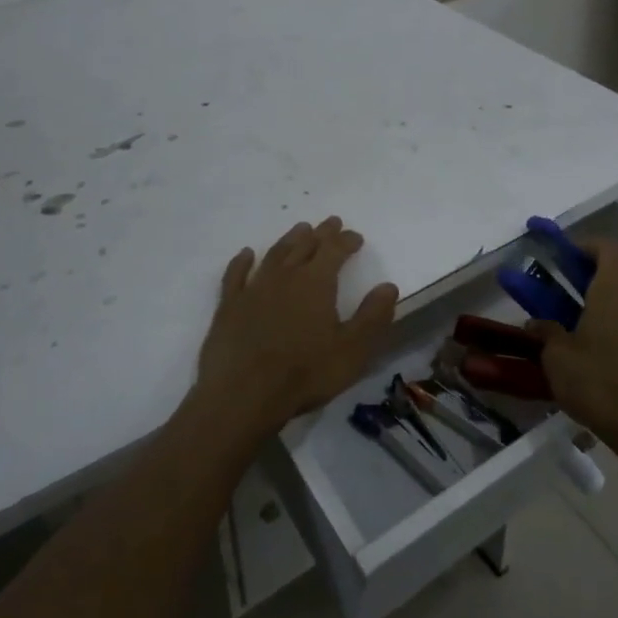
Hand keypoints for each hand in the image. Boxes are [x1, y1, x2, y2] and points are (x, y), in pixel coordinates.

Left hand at [193, 217, 399, 437]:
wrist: (243, 395)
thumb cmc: (304, 374)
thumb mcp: (352, 350)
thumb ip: (372, 316)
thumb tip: (388, 286)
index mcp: (316, 283)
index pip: (335, 250)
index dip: (346, 241)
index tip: (356, 237)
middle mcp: (285, 276)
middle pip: (305, 245)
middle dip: (321, 233)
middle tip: (330, 223)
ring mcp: (254, 288)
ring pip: (275, 254)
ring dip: (289, 240)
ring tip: (300, 229)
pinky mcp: (229, 305)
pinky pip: (236, 274)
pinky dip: (242, 260)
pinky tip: (246, 254)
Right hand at [526, 238, 617, 451]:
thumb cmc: (597, 380)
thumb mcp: (557, 355)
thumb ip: (545, 331)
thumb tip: (537, 323)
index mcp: (615, 289)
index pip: (607, 247)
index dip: (583, 245)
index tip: (559, 256)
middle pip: (616, 268)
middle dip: (586, 270)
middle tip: (557, 281)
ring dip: (597, 294)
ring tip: (566, 311)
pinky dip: (608, 316)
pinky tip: (585, 340)